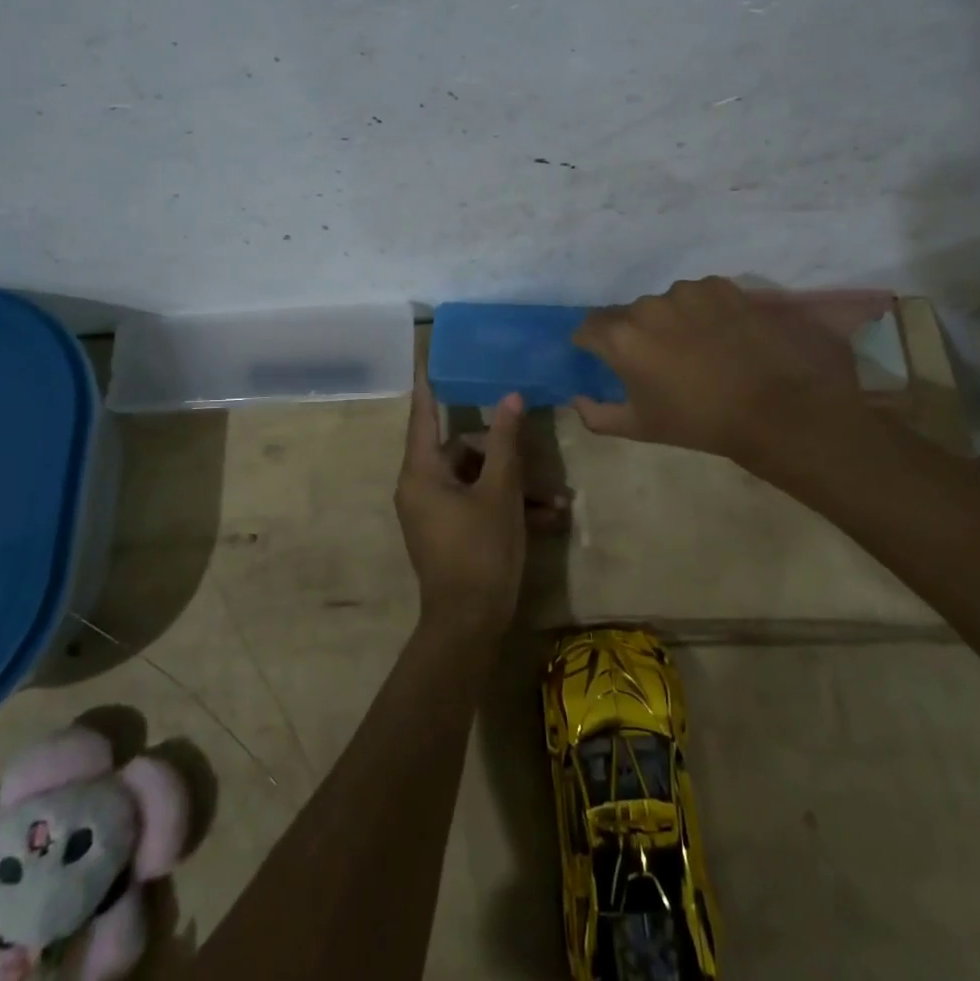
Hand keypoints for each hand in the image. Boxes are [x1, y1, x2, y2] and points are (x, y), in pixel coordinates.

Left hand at [394, 361, 561, 640]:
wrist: (469, 627)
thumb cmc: (480, 552)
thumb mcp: (500, 493)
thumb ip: (505, 443)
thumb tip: (510, 397)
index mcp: (422, 472)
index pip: (423, 414)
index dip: (428, 384)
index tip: (426, 354)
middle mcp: (422, 486)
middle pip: (463, 450)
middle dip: (505, 456)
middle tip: (540, 465)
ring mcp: (435, 511)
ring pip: (478, 479)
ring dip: (516, 486)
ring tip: (557, 501)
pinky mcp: (450, 531)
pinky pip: (478, 504)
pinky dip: (507, 507)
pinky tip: (549, 517)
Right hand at [571, 276, 881, 466]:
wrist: (773, 407)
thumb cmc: (699, 422)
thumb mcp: (640, 427)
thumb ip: (597, 415)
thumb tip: (577, 399)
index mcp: (621, 338)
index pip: (588, 327)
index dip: (592, 343)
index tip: (604, 357)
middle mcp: (647, 306)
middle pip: (627, 314)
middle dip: (635, 333)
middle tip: (657, 358)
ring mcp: (685, 292)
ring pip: (663, 303)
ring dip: (669, 319)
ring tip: (695, 345)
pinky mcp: (719, 286)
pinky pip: (697, 295)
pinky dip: (700, 311)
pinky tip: (720, 334)